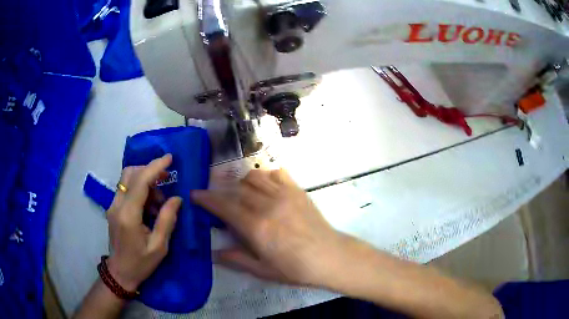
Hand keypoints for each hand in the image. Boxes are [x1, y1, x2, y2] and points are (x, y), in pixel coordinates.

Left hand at [106, 154, 180, 290]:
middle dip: (149, 171)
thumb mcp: (159, 247)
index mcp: (128, 215)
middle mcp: (117, 205)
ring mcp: (112, 205)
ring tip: (159, 202)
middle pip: (130, 173)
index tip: (169, 158)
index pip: (140, 182)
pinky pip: (126, 189)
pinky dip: (139, 190)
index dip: (155, 167)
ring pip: (127, 179)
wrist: (120, 273)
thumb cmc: (141, 263)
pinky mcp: (113, 208)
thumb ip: (167, 220)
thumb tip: (176, 198)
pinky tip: (149, 207)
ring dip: (145, 181)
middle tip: (166, 181)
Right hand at [191, 169, 345, 286]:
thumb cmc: (296, 268)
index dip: (207, 199)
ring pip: (254, 177)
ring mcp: (284, 195)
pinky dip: (265, 175)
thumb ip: (237, 259)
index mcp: (257, 227)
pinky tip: (264, 185)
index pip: (224, 207)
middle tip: (217, 196)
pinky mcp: (297, 190)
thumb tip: (214, 253)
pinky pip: (277, 173)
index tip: (195, 193)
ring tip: (240, 191)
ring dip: (241, 181)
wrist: (330, 256)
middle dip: (221, 190)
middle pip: (236, 189)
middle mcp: (267, 206)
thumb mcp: (263, 270)